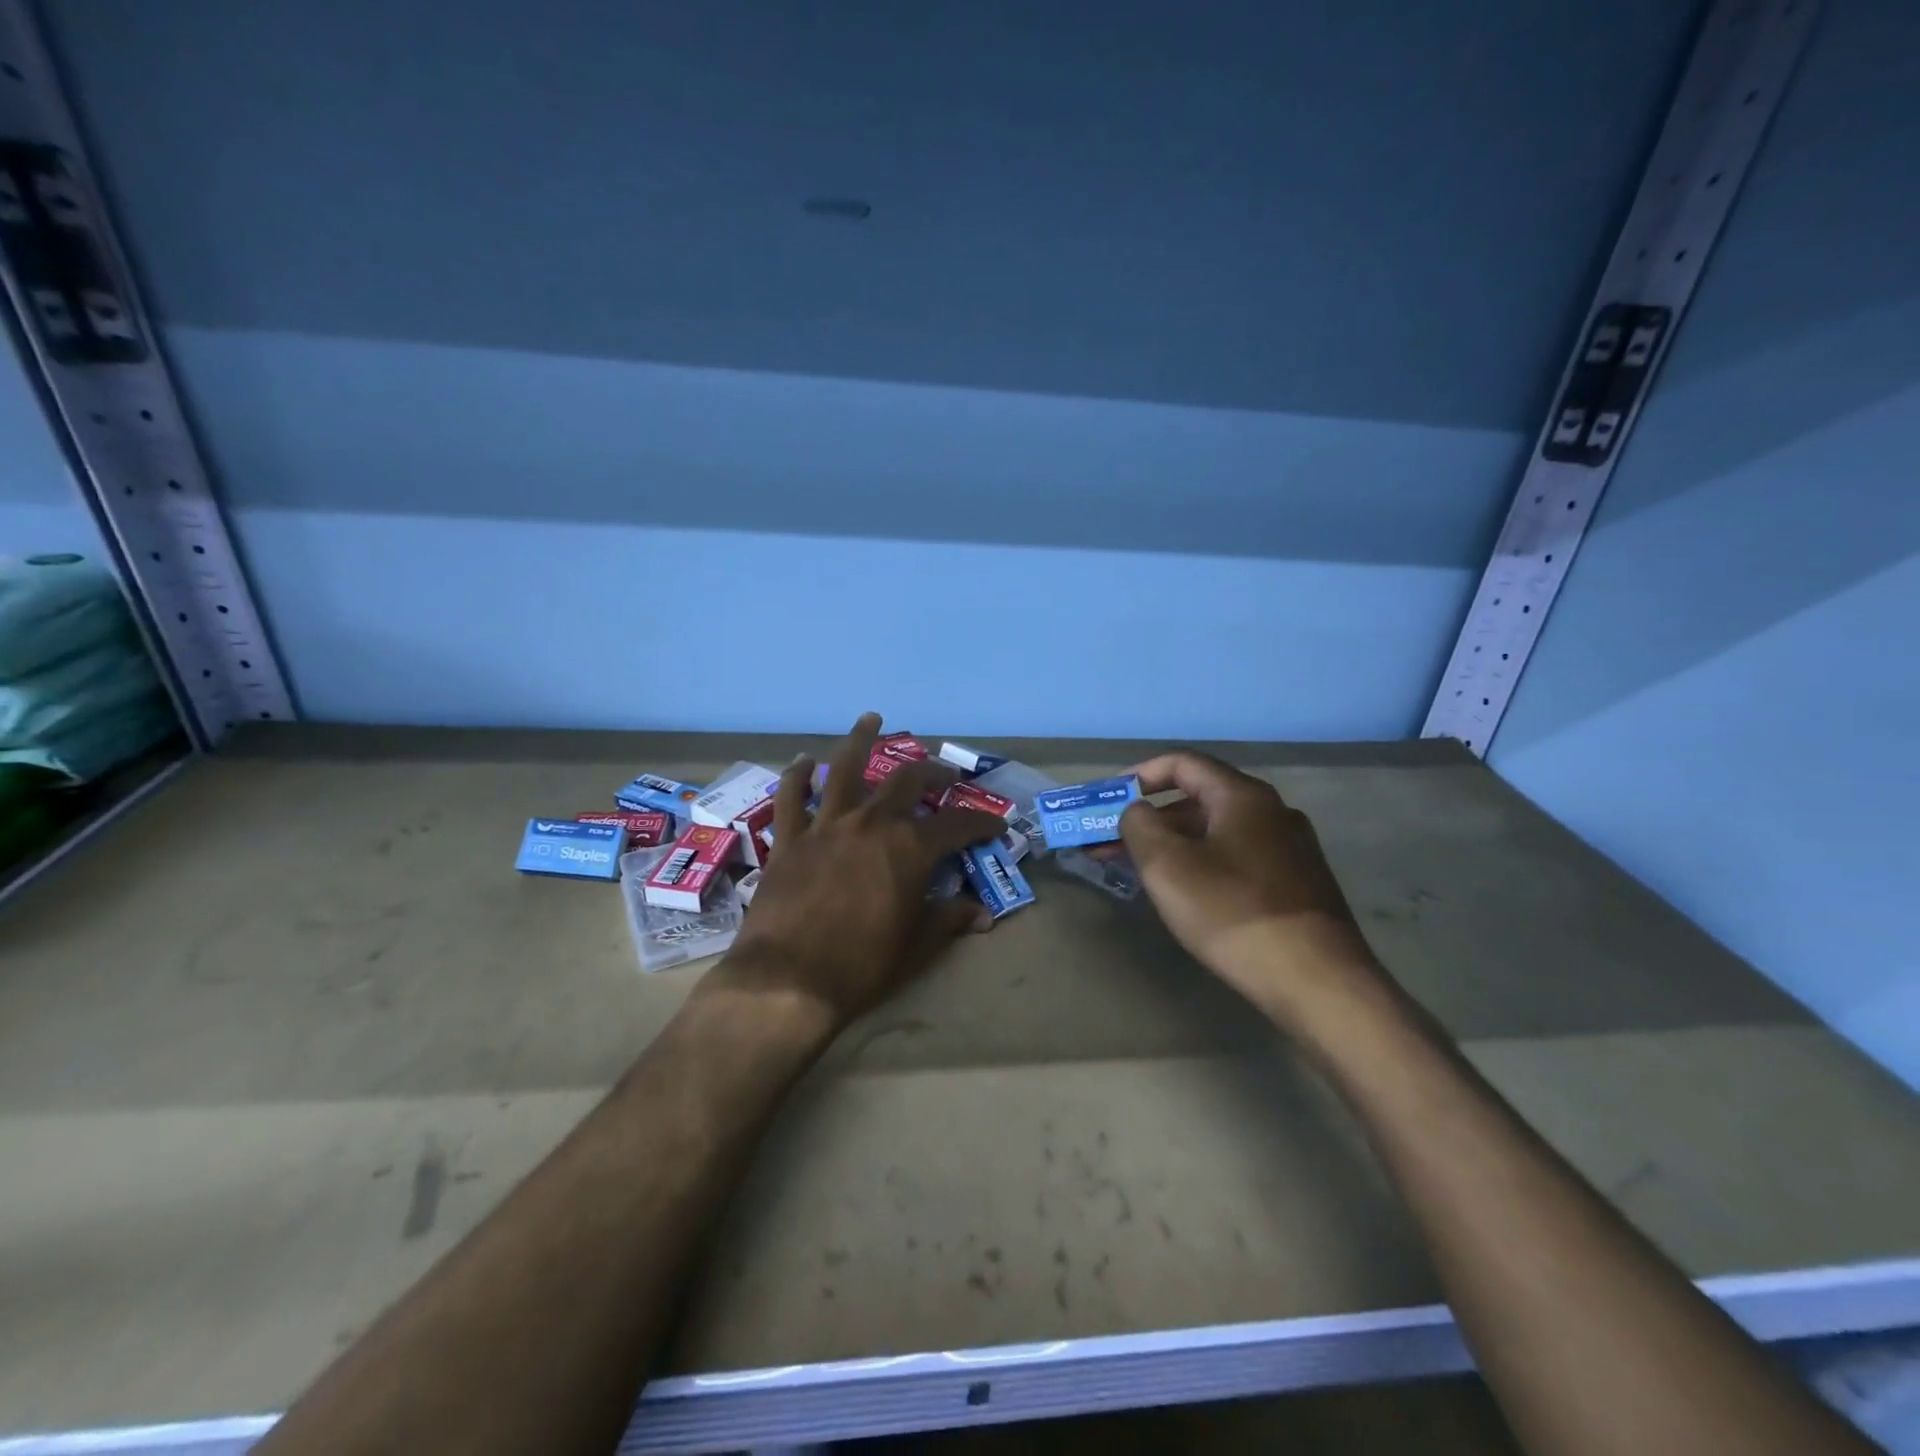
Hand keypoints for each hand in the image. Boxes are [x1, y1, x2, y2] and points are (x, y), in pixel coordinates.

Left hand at [703, 713, 1008, 1033]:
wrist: (789, 980)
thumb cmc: (862, 965)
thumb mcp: (917, 945)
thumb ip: (949, 918)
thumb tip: (981, 914)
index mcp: (910, 848)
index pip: (957, 825)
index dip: (981, 823)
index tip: (997, 826)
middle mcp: (872, 822)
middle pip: (906, 781)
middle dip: (931, 772)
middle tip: (943, 774)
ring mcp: (827, 825)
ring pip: (845, 768)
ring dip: (860, 740)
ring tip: (871, 718)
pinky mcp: (790, 839)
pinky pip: (792, 797)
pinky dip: (798, 775)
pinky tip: (804, 760)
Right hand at [1119, 750, 1384, 1022]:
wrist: (1317, 980)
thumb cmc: (1232, 911)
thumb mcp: (1167, 865)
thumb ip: (1139, 825)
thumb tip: (1137, 811)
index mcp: (1242, 796)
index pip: (1183, 763)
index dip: (1140, 774)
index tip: (1109, 799)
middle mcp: (1272, 812)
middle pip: (1199, 799)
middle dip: (1150, 819)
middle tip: (1112, 845)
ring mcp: (1290, 849)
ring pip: (1217, 832)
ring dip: (1173, 845)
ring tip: (1139, 873)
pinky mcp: (1297, 884)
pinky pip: (1236, 858)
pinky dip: (1201, 864)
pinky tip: (1185, 895)